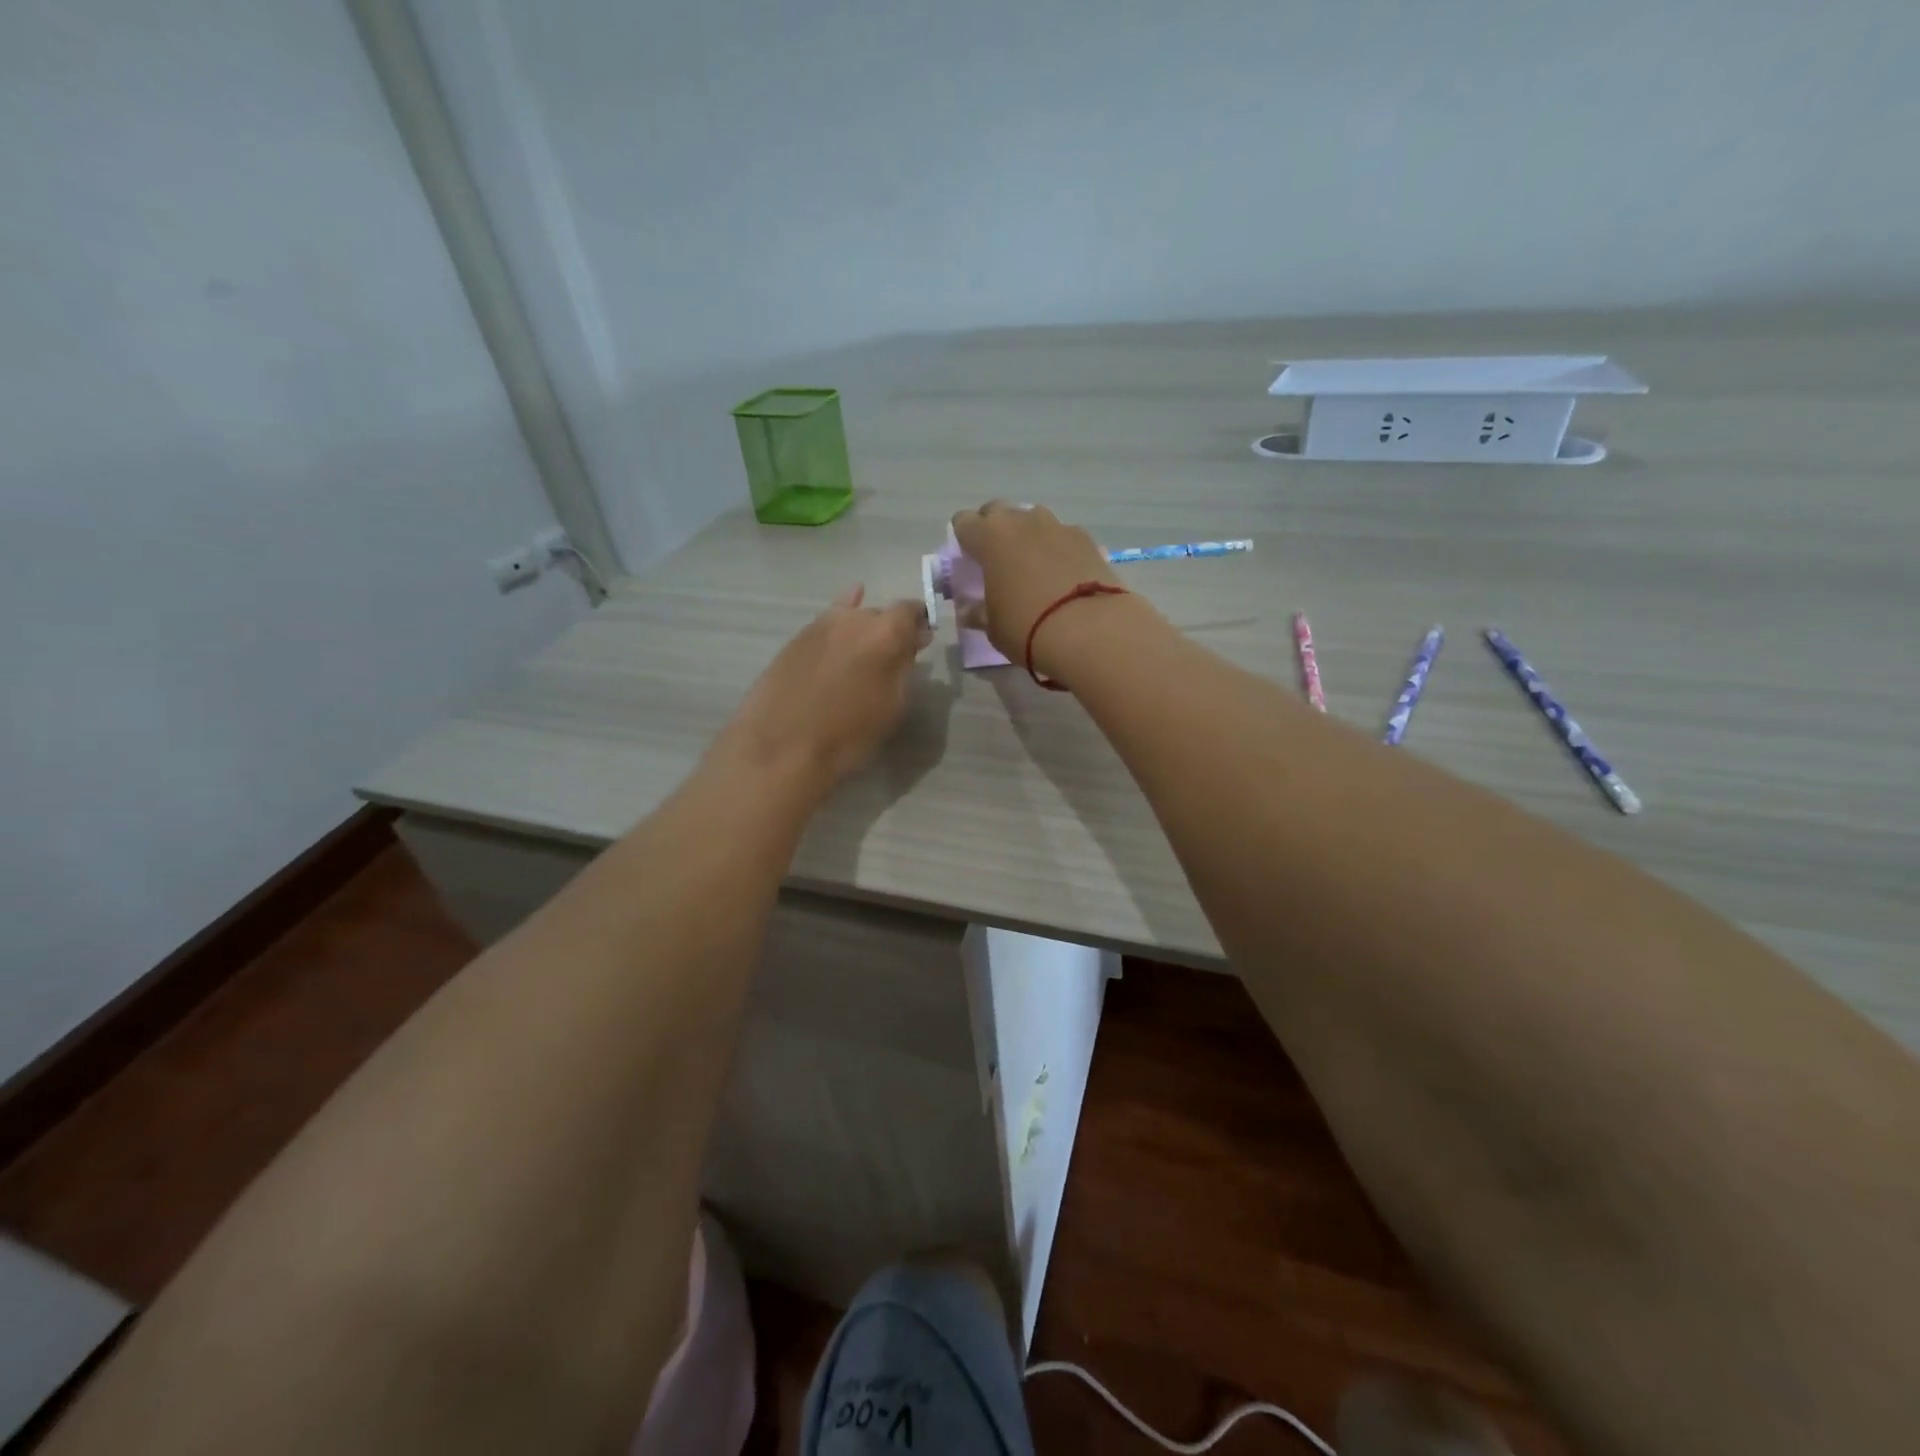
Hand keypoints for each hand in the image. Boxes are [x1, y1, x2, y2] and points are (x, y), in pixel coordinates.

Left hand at [719, 585, 931, 789]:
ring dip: (861, 629)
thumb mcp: (893, 706)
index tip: (921, 641)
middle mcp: (853, 619)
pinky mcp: (795, 639)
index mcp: (885, 633)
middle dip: (889, 629)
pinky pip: (825, 625)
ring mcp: (819, 625)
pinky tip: (839, 623)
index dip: (919, 622)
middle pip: (879, 613)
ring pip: (849, 617)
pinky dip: (837, 625)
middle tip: (891, 656)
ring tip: (864, 650)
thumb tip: (911, 644)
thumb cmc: (849, 734)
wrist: (783, 746)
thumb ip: (904, 668)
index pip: (911, 610)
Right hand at [949, 501, 1127, 674]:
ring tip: (1032, 565)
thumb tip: (969, 610)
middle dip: (993, 530)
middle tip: (997, 560)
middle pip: (998, 511)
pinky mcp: (1087, 538)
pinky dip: (1058, 548)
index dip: (963, 539)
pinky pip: (1063, 535)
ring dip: (1027, 535)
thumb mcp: (993, 627)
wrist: (1091, 630)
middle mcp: (1022, 521)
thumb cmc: (1028, 628)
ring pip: (1033, 518)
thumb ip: (978, 612)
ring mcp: (1057, 526)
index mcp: (990, 537)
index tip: (968, 560)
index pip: (964, 522)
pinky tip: (1063, 574)